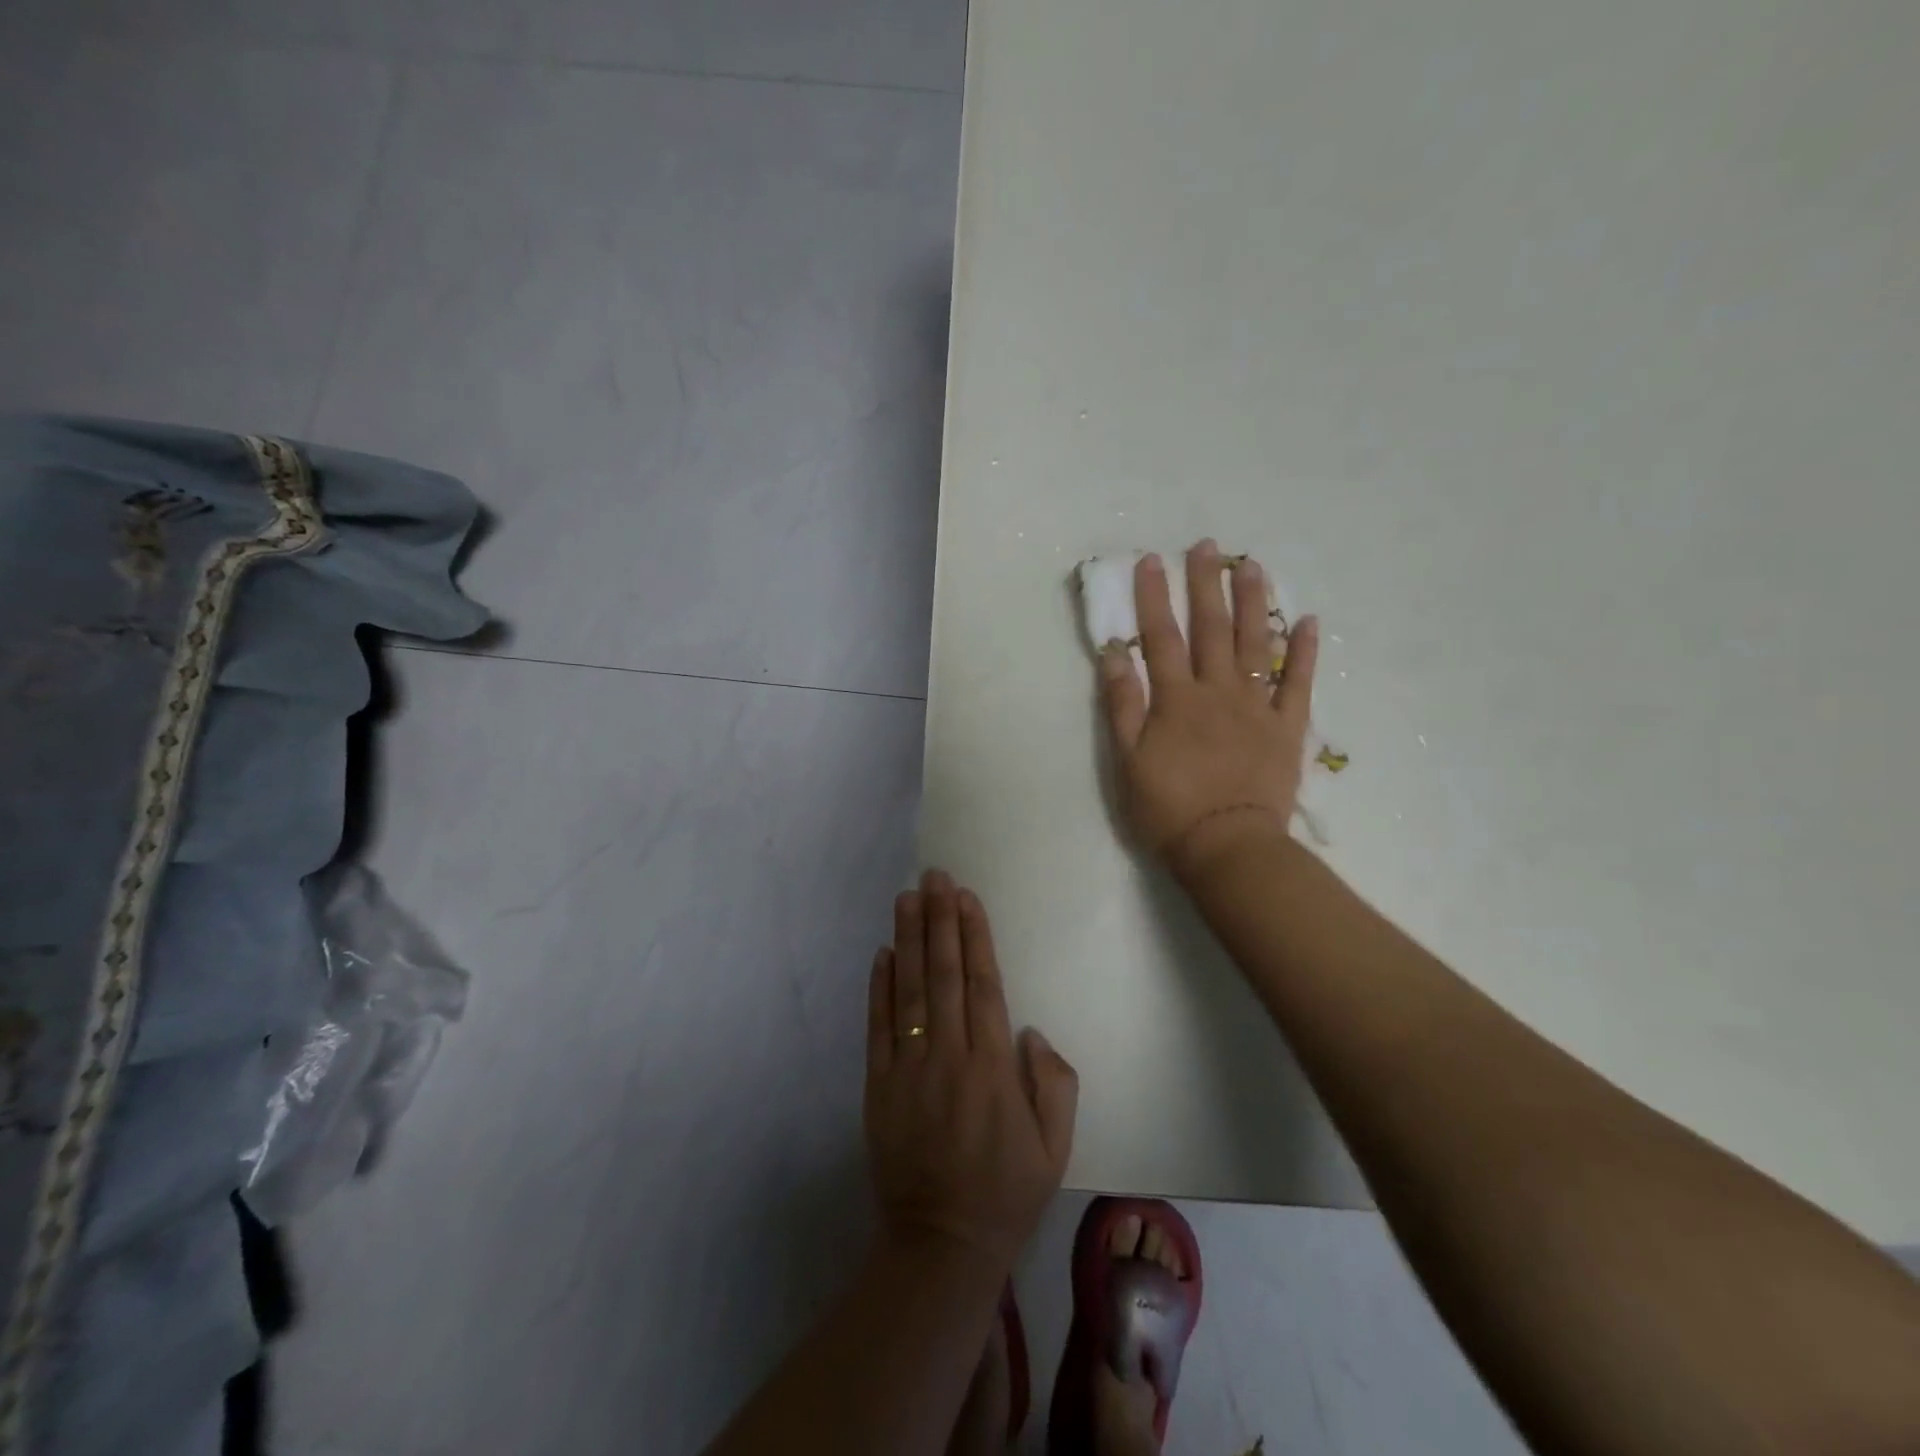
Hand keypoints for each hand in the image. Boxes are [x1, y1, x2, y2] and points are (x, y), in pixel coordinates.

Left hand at [865, 870, 1077, 1271]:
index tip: (966, 897)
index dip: (973, 937)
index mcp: (992, 1067)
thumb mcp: (1055, 1147)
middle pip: (943, 975)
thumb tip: (1030, 1031)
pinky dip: (879, 988)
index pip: (982, 985)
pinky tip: (883, 953)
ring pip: (909, 991)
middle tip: (934, 877)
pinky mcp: (878, 1087)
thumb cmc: (1006, 1192)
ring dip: (908, 940)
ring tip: (907, 898)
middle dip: (939, 921)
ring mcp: (908, 1069)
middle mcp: (949, 1057)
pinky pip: (878, 1028)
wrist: (941, 1245)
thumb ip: (1054, 1083)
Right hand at [1100, 539, 1319, 880]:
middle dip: (1206, 584)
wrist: (1228, 846)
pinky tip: (1308, 620)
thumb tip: (1115, 653)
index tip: (1151, 560)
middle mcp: (1218, 691)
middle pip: (1212, 629)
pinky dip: (1305, 651)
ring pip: (1257, 644)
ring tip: (1253, 565)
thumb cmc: (1168, 808)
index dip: (1153, 597)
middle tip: (1208, 546)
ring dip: (1254, 602)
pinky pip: (1299, 683)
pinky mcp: (1287, 728)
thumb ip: (1123, 704)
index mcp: (1177, 699)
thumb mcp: (1128, 760)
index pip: (1161, 637)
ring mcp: (1258, 707)